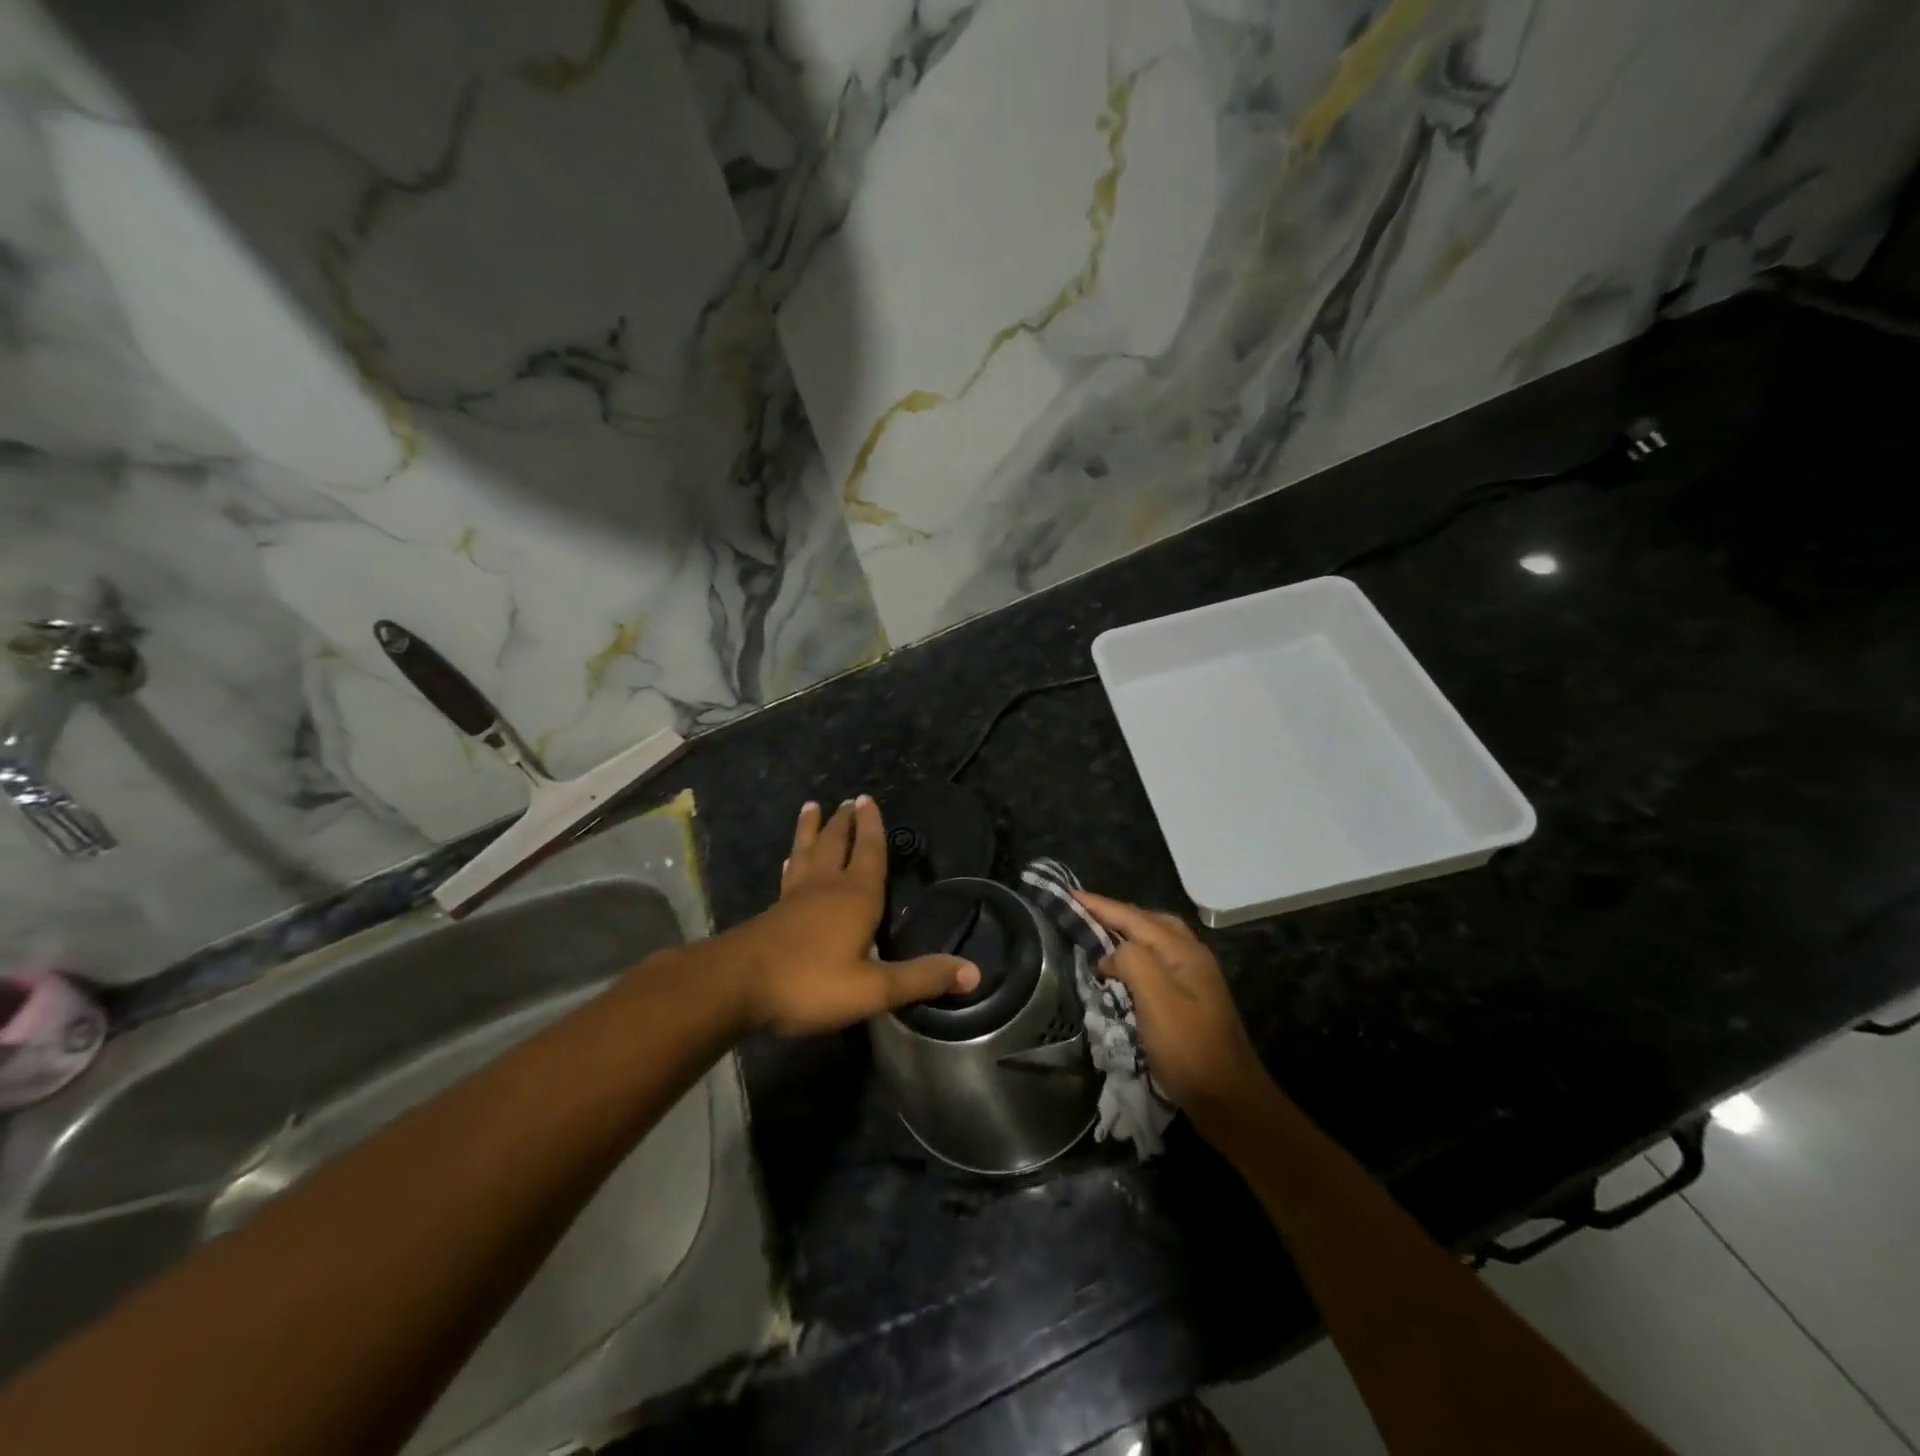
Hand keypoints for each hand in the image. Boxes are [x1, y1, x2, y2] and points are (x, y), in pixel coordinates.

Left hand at [721, 797, 979, 1036]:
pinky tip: (790, 859)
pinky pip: (789, 875)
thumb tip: (974, 972)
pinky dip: (793, 861)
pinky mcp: (774, 911)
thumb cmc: (810, 983)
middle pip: (837, 844)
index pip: (870, 852)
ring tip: (813, 807)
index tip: (868, 799)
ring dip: (813, 830)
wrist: (735, 987)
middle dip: (846, 822)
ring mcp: (795, 896)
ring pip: (808, 852)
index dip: (873, 827)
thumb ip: (921, 978)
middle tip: (848, 800)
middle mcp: (826, 887)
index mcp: (856, 897)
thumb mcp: (874, 988)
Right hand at [1075, 891, 1273, 1136]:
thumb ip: (1132, 962)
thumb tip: (1111, 953)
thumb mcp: (1156, 1000)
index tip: (1069, 895)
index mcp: (1182, 951)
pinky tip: (1122, 969)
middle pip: (1148, 921)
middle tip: (1082, 912)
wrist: (1230, 1101)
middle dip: (1114, 913)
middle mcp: (1191, 955)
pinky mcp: (1191, 999)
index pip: (1133, 917)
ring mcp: (1194, 977)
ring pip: (1155, 939)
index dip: (1100, 905)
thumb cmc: (1189, 1049)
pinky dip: (1135, 954)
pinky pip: (1158, 960)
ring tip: (1098, 935)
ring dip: (1126, 931)